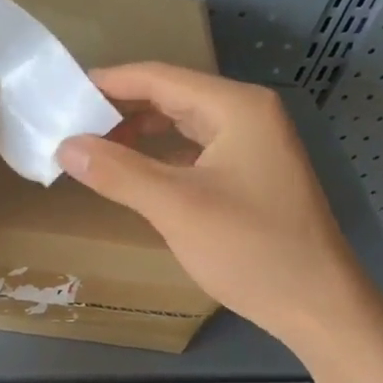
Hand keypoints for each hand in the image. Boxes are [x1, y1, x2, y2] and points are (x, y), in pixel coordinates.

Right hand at [56, 64, 360, 349]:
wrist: (318, 304)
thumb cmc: (249, 248)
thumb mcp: (176, 207)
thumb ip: (118, 172)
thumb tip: (65, 146)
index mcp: (236, 107)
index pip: (160, 78)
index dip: (110, 83)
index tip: (65, 92)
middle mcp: (248, 116)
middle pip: (173, 97)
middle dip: (122, 109)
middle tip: (73, 125)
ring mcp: (255, 146)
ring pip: (185, 126)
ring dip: (142, 135)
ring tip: (96, 149)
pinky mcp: (253, 176)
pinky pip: (198, 153)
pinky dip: (164, 159)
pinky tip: (137, 175)